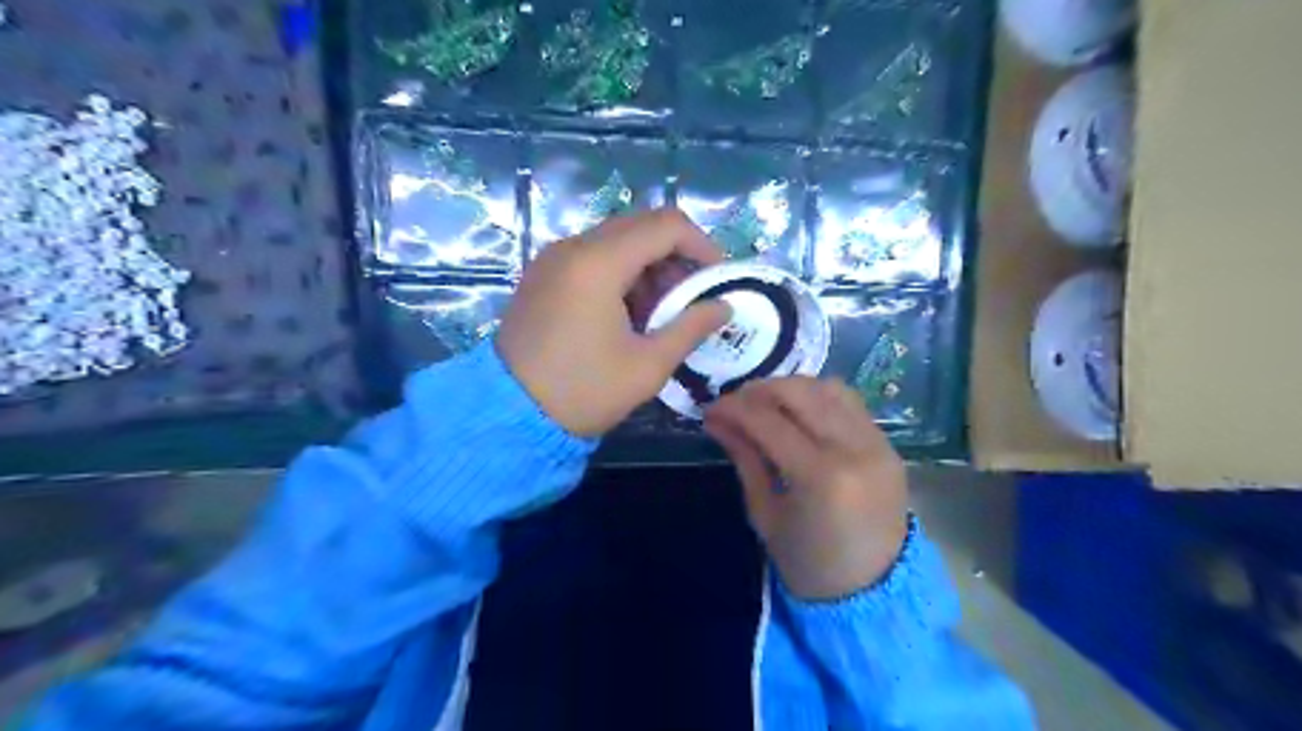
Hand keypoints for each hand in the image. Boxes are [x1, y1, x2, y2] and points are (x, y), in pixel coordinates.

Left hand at [500, 209, 728, 436]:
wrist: (509, 414)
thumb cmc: (583, 391)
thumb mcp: (647, 365)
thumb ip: (691, 327)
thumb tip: (724, 306)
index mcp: (598, 262)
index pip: (666, 225)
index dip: (702, 245)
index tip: (717, 279)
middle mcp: (573, 246)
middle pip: (641, 226)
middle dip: (676, 256)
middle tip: (692, 296)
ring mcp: (553, 258)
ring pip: (616, 240)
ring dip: (649, 265)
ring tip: (661, 312)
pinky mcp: (543, 274)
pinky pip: (592, 257)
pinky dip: (621, 273)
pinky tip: (628, 313)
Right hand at [708, 377, 906, 599]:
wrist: (874, 594)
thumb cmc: (809, 563)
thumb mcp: (765, 514)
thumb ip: (744, 458)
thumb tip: (717, 419)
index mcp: (821, 476)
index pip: (769, 421)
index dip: (734, 408)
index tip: (711, 408)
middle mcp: (854, 448)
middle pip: (800, 392)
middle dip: (760, 389)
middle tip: (736, 403)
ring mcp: (877, 443)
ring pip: (828, 387)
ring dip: (791, 388)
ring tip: (767, 405)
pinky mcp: (888, 444)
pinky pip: (850, 403)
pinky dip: (819, 398)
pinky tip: (799, 413)